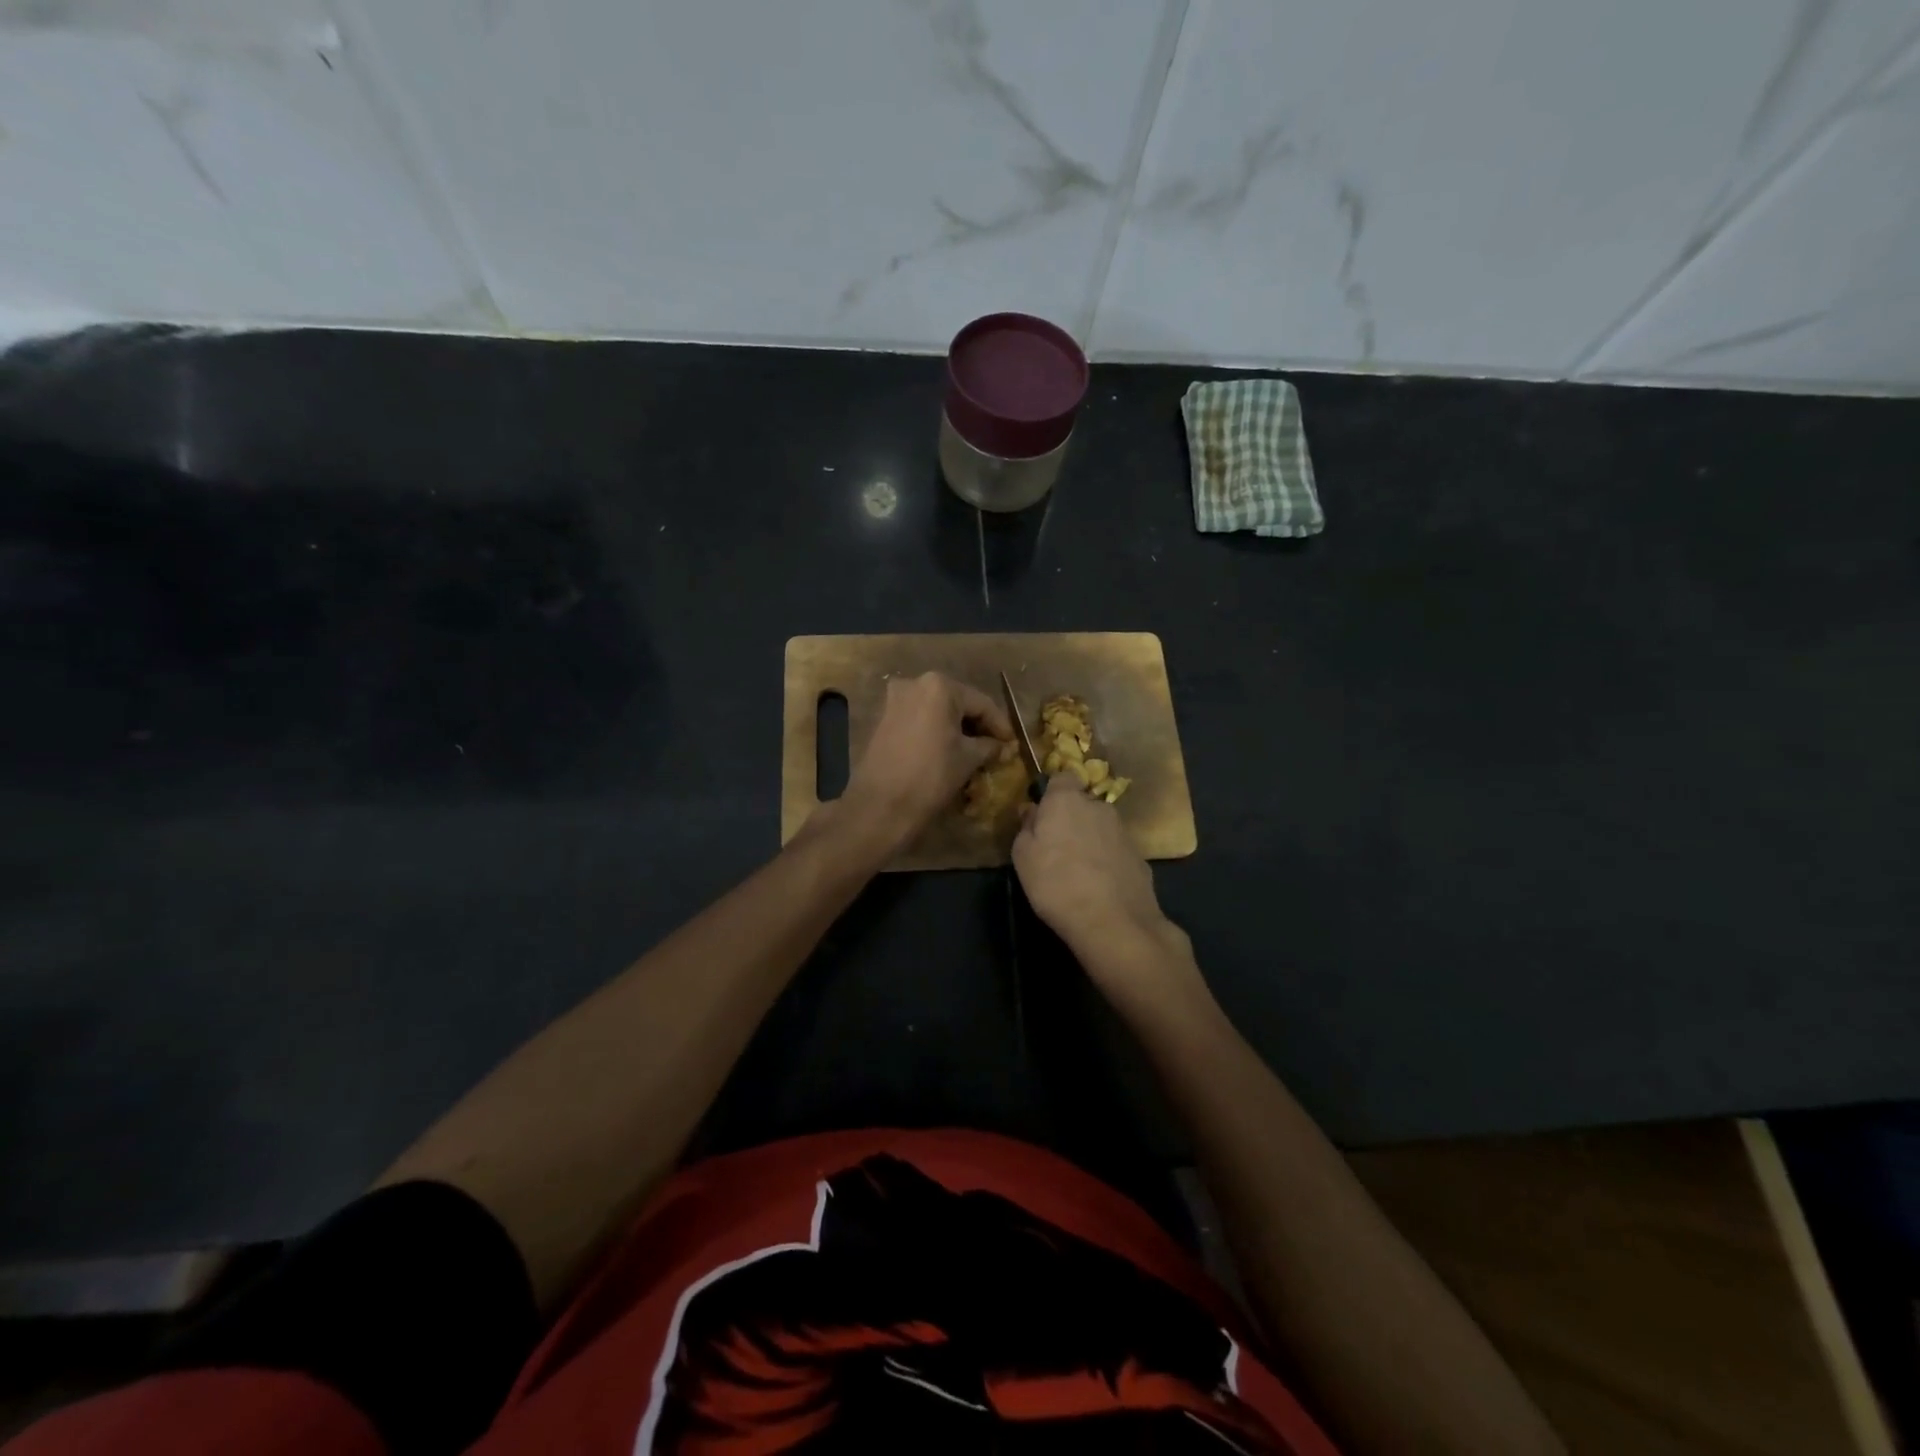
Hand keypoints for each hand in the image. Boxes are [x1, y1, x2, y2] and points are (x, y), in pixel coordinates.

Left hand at [840, 672, 1010, 852]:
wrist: (880, 805)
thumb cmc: (931, 776)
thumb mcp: (968, 759)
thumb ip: (989, 746)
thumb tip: (1001, 745)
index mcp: (939, 686)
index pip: (981, 703)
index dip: (1000, 725)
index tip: (1013, 743)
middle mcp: (914, 683)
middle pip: (957, 703)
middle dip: (977, 725)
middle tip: (995, 747)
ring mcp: (895, 700)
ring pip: (937, 711)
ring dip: (956, 729)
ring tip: (975, 751)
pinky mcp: (884, 718)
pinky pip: (920, 719)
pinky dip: (936, 731)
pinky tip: (949, 750)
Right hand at [1012, 775, 1197, 1003]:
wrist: (1113, 922)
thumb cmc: (1056, 883)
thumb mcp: (1022, 856)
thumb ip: (1026, 827)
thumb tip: (1032, 811)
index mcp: (1067, 800)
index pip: (1062, 777)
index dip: (1052, 793)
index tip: (1042, 815)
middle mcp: (1098, 807)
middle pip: (1082, 804)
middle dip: (1071, 819)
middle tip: (1056, 848)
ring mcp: (1123, 831)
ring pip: (1100, 827)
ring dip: (1090, 840)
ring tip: (1078, 872)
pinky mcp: (1140, 856)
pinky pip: (1115, 851)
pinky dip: (1107, 861)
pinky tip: (1099, 887)